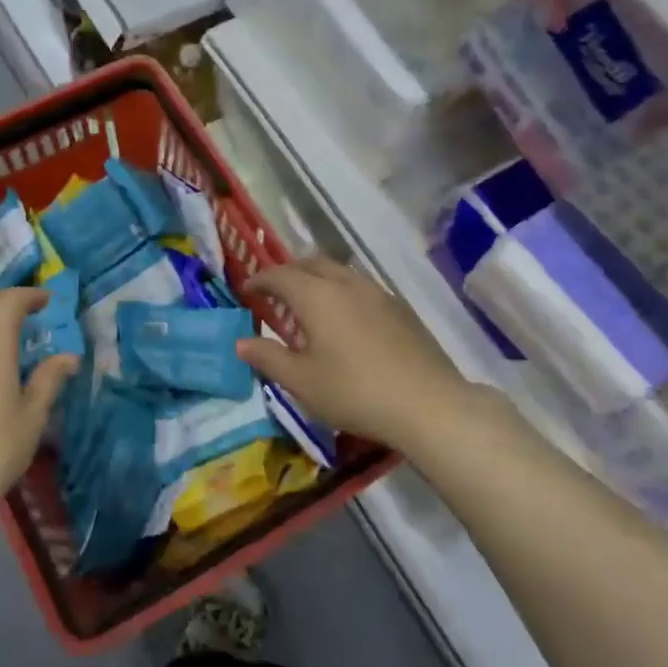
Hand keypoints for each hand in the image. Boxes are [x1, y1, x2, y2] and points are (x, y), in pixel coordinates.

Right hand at [235, 256, 486, 453]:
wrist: (427, 403)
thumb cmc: (354, 392)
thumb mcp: (302, 381)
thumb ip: (268, 358)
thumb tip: (240, 343)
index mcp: (317, 296)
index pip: (280, 275)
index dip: (259, 280)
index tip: (246, 291)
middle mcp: (347, 284)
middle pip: (311, 263)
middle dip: (288, 273)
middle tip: (275, 293)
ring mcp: (378, 293)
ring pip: (340, 272)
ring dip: (317, 280)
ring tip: (309, 306)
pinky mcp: (400, 308)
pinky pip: (361, 287)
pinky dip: (341, 292)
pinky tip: (345, 321)